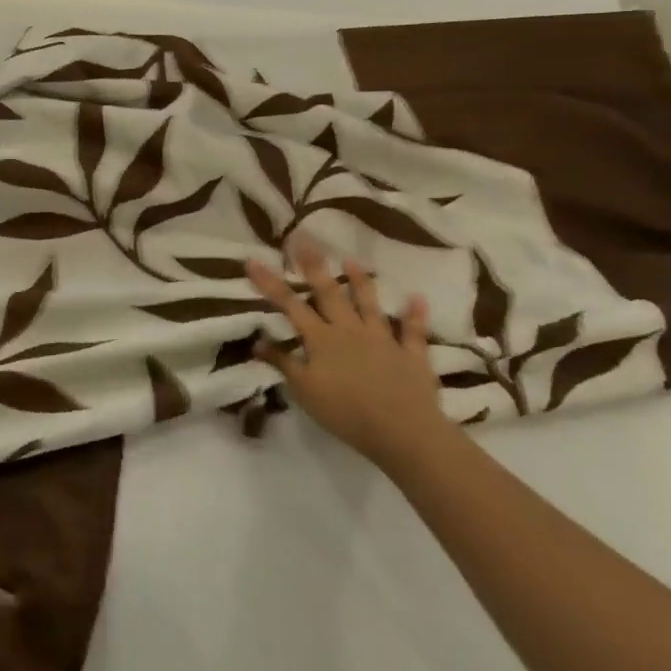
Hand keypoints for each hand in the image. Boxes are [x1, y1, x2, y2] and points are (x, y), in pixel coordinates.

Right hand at [247, 240, 451, 467]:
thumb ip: (283, 363)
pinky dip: (415, 315)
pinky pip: (413, 332)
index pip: (289, 304)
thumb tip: (257, 341)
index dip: (269, 282)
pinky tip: (418, 298)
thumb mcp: (304, 390)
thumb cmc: (345, 411)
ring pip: (369, 304)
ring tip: (351, 258)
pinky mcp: (411, 356)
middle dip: (313, 265)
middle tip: (304, 239)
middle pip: (328, 293)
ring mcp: (383, 340)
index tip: (253, 260)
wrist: (403, 431)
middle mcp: (350, 330)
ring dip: (360, 281)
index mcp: (320, 338)